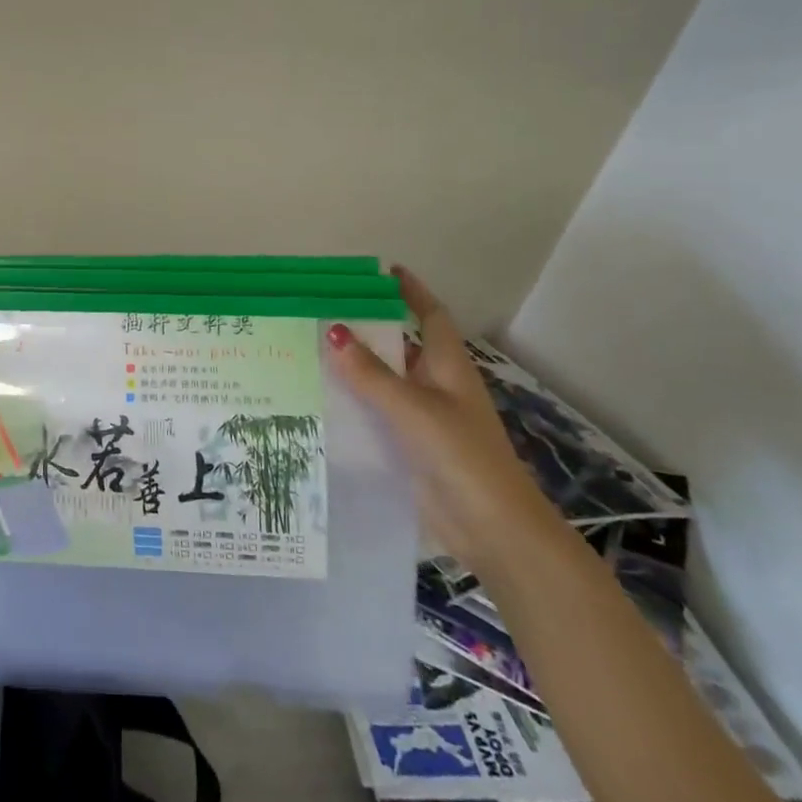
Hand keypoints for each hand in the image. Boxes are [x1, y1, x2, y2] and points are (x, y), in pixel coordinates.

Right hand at [328, 266, 563, 576]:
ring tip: (308, 350)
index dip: (411, 292)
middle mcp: (435, 386)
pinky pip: (375, 414)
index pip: (429, 316)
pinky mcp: (409, 447)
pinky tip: (318, 400)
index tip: (384, 272)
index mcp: (447, 367)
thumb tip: (334, 332)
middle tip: (322, 312)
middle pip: (399, 347)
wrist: (493, 529)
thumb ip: (371, 374)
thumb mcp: (414, 408)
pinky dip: (352, 404)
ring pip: (383, 382)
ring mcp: (423, 418)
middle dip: (367, 329)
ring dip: (354, 369)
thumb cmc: (461, 455)